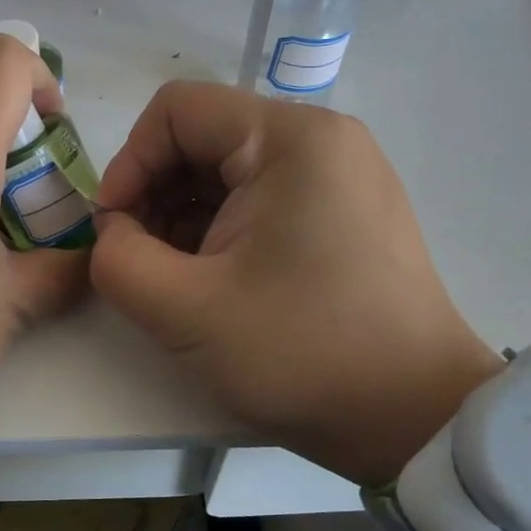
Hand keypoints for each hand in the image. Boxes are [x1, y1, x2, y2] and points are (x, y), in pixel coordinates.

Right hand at [91, 82, 503, 484]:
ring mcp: (341, 174)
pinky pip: (262, 196)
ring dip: (183, 215)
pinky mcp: (346, 210)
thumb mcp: (185, 310)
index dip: (129, 163)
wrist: (416, 420)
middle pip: (203, 137)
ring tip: (175, 276)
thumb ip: (117, 259)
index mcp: (291, 139)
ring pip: (229, 170)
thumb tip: (114, 232)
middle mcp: (322, 139)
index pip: (177, 110)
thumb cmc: (302, 354)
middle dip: (155, 194)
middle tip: (139, 258)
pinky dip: (220, 228)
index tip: (114, 229)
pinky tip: (213, 279)